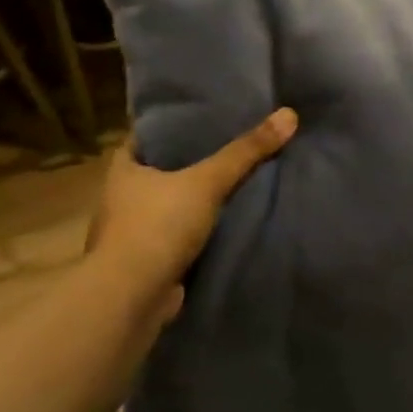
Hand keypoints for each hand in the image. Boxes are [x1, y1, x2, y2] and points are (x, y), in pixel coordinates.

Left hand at [87, 109, 297, 315]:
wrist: (132, 296)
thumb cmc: (158, 227)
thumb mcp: (207, 182)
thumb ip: (246, 152)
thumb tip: (289, 114)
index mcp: (124, 170)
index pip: (147, 136)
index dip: (174, 126)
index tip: (206, 117)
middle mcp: (123, 198)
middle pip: (162, 171)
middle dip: (192, 163)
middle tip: (232, 146)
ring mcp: (134, 233)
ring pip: (172, 206)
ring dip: (197, 200)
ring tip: (238, 183)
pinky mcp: (150, 261)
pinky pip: (181, 236)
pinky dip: (201, 231)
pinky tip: (229, 224)